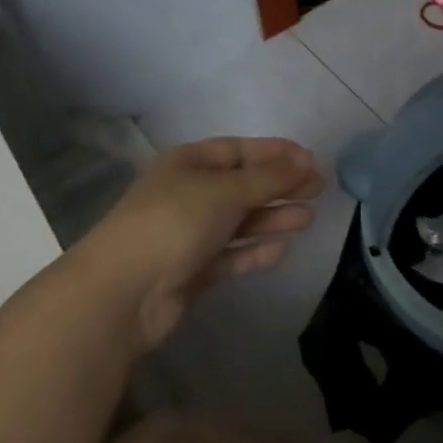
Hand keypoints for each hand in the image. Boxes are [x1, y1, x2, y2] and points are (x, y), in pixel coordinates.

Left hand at [80, 137, 323, 352]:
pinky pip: (232, 255)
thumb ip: (269, 178)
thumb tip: (307, 162)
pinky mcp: (194, 270)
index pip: (238, 150)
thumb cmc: (174, 223)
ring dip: (273, 218)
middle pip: (243, 185)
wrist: (124, 291)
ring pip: (240, 221)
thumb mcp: (225, 190)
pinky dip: (255, 251)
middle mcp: (189, 194)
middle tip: (318, 190)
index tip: (312, 161)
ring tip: (309, 219)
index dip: (275, 153)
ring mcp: (190, 234)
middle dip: (280, 186)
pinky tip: (282, 250)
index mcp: (189, 164)